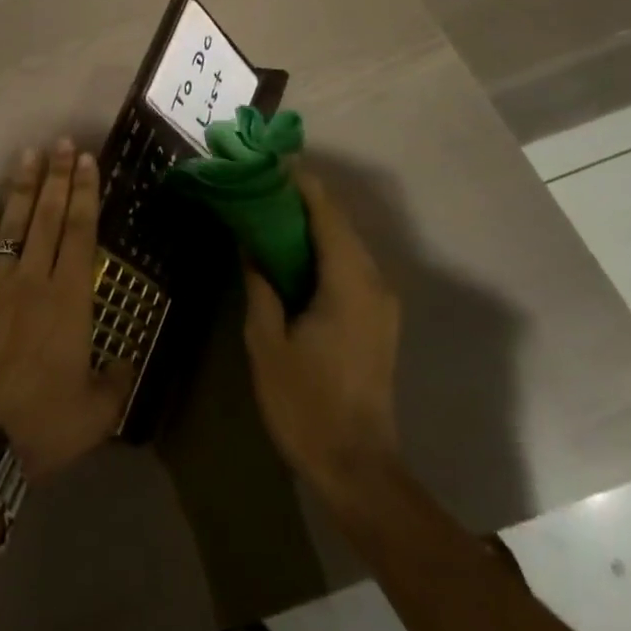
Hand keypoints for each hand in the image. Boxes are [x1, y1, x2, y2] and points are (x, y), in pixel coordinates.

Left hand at [0, 140, 134, 483]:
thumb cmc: (41, 426)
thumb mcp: (96, 413)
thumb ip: (116, 380)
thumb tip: (125, 359)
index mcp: (69, 300)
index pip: (81, 232)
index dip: (86, 193)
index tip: (87, 160)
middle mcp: (33, 281)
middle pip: (49, 217)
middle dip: (58, 177)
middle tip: (61, 143)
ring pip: (11, 226)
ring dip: (22, 190)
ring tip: (28, 156)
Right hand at [242, 168, 401, 500]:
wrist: (358, 468)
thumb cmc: (306, 405)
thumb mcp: (266, 343)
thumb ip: (259, 285)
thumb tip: (248, 243)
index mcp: (348, 282)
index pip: (325, 211)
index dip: (297, 182)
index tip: (265, 162)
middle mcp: (374, 281)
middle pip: (338, 221)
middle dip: (300, 198)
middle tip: (257, 185)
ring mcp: (382, 300)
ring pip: (345, 242)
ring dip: (311, 223)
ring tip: (267, 211)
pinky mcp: (379, 317)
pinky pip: (350, 265)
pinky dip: (322, 248)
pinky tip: (291, 252)